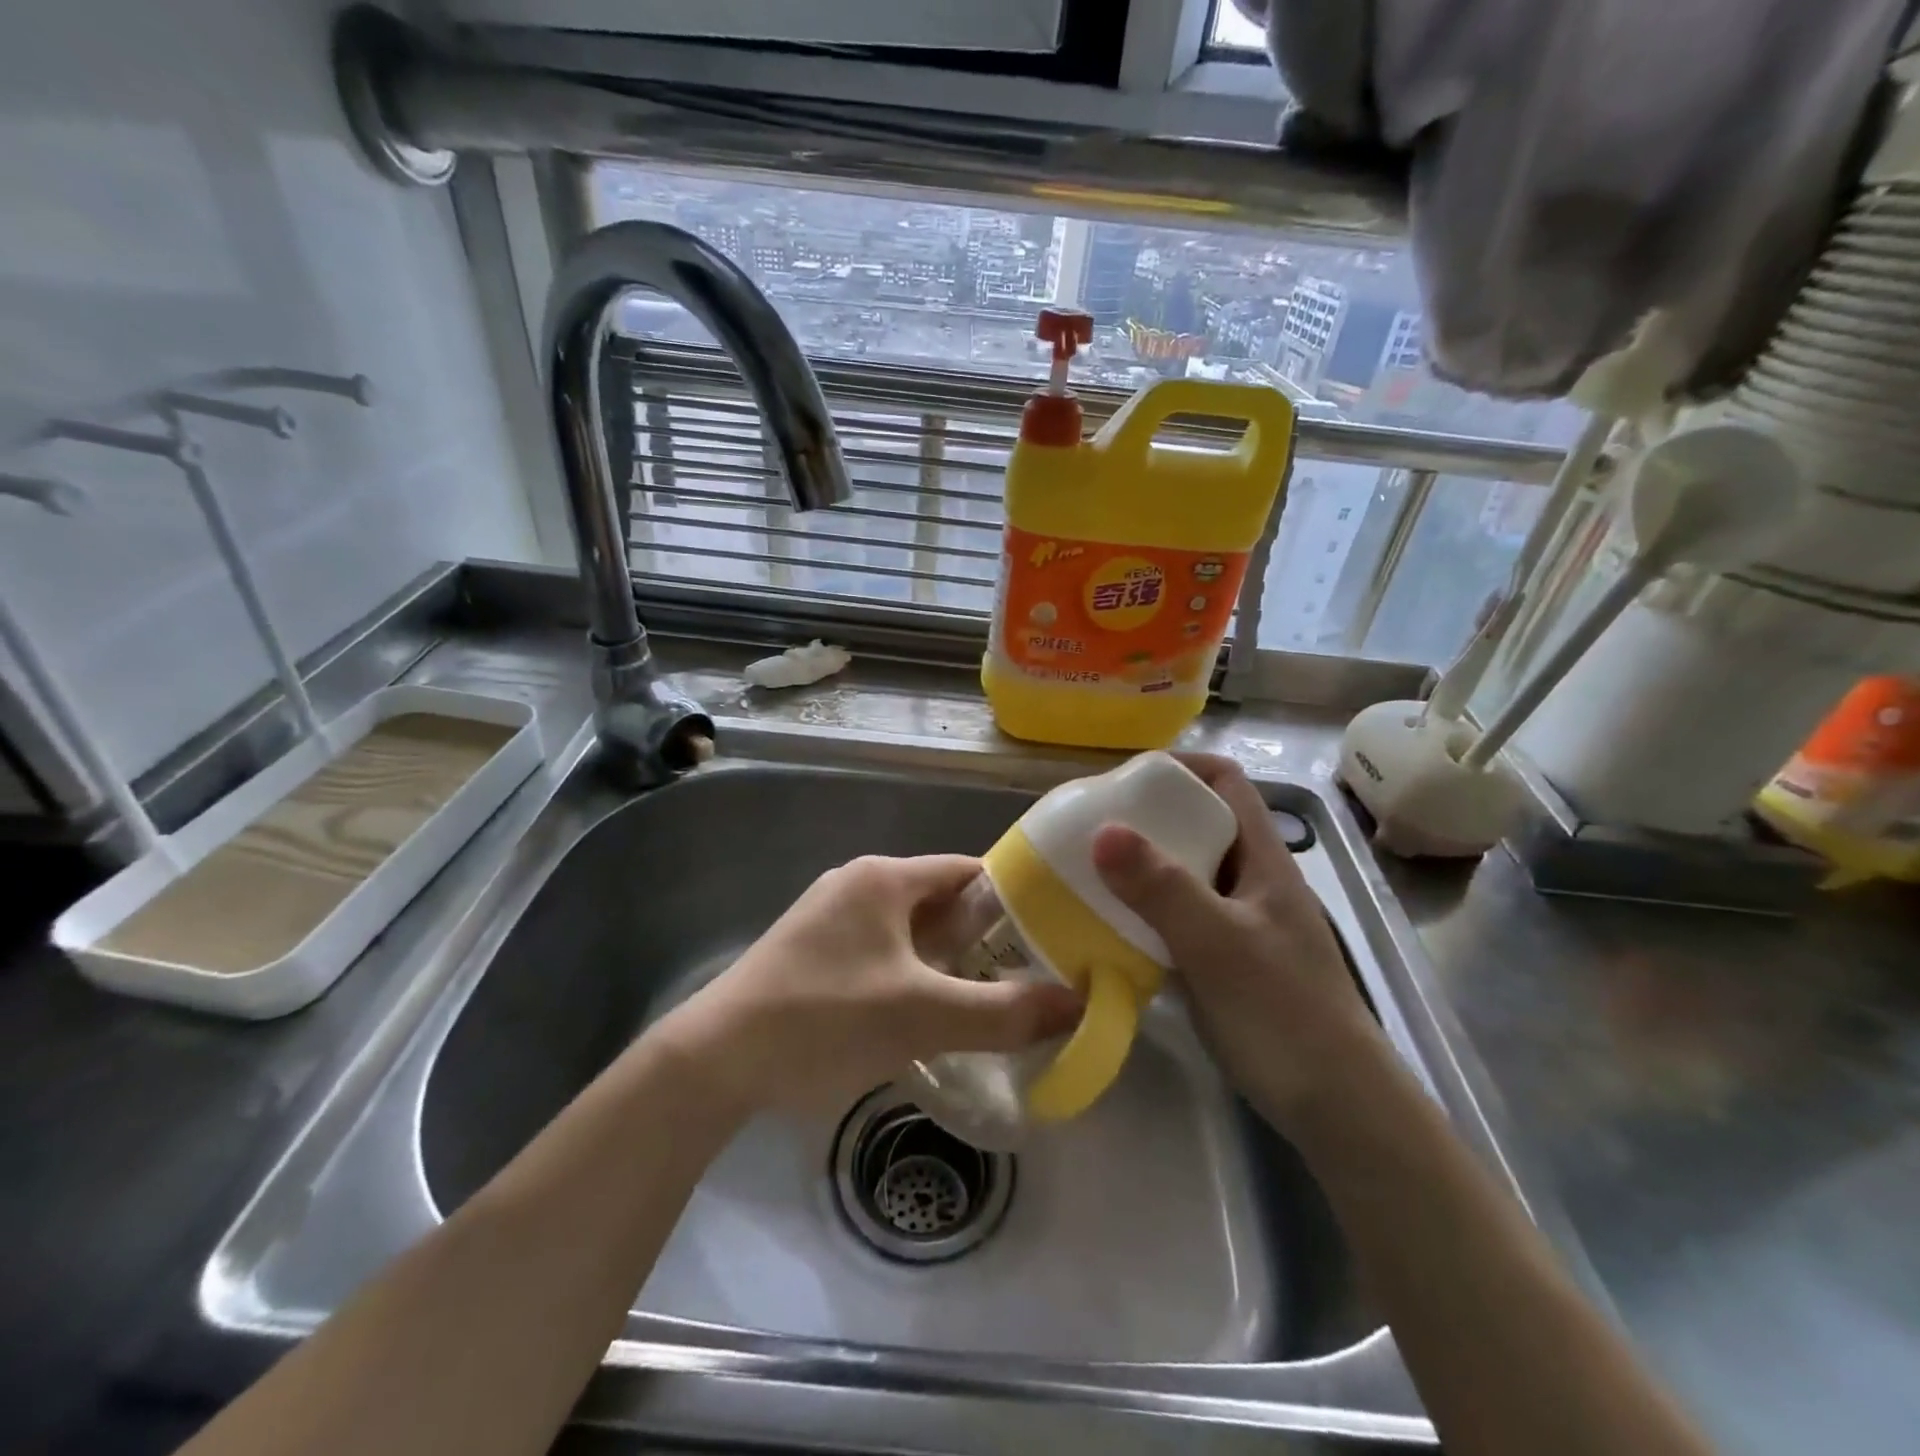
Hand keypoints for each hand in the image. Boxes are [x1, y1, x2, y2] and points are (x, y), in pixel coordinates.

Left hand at [662, 854, 1081, 1114]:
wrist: (714, 1061)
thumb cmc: (825, 1019)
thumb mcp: (922, 1016)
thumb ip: (1004, 1011)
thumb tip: (1077, 1002)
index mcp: (884, 878)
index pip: (969, 872)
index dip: (1014, 901)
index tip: (1053, 937)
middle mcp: (858, 884)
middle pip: (941, 902)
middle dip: (984, 939)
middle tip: (1028, 979)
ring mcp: (830, 916)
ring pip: (911, 930)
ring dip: (948, 961)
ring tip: (988, 1001)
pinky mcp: (813, 951)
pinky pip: (882, 951)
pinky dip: (913, 974)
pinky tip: (927, 1014)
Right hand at [1092, 754, 1385, 1133]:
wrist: (1336, 1108)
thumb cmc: (1283, 1013)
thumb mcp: (1218, 944)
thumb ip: (1163, 888)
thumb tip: (1102, 830)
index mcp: (1262, 859)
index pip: (1225, 782)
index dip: (1180, 767)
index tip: (1124, 779)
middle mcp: (1250, 880)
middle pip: (1198, 824)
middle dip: (1146, 816)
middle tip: (1090, 827)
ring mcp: (1237, 922)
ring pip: (1184, 872)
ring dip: (1140, 866)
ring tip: (1087, 869)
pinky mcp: (1222, 960)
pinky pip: (1176, 916)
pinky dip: (1143, 910)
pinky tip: (1109, 925)